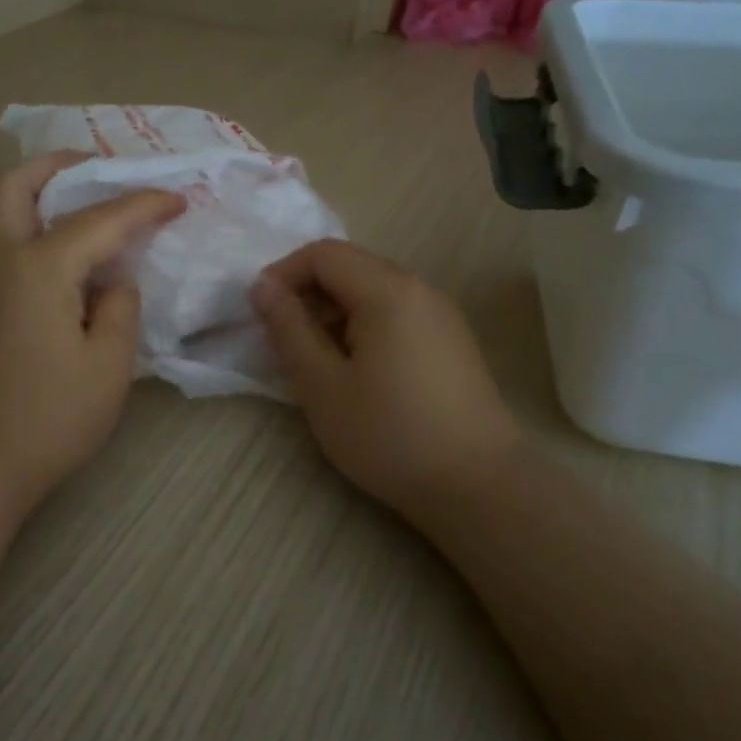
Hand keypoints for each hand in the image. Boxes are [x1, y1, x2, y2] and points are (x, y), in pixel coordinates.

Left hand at [0, 153, 184, 511]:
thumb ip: (119, 309)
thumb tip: (112, 281)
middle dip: (57, 167)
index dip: (142, 206)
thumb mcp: (107, 367)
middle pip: (13, 185)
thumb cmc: (47, 419)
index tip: (176, 197)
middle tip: (96, 170)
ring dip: (29, 191)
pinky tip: (43, 252)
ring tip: (70, 201)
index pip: (98, 220)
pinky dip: (14, 222)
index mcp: (36, 267)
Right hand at [251, 239, 518, 517]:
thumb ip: (289, 329)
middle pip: (351, 267)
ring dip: (335, 313)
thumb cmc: (389, 434)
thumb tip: (262, 287)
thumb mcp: (322, 385)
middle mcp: (420, 289)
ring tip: (318, 362)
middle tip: (286, 342)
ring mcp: (442, 315)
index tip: (261, 314)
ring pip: (373, 291)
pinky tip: (358, 373)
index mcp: (388, 291)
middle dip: (309, 294)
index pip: (324, 254)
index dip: (283, 274)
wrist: (478, 486)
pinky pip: (397, 314)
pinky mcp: (451, 341)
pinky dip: (364, 328)